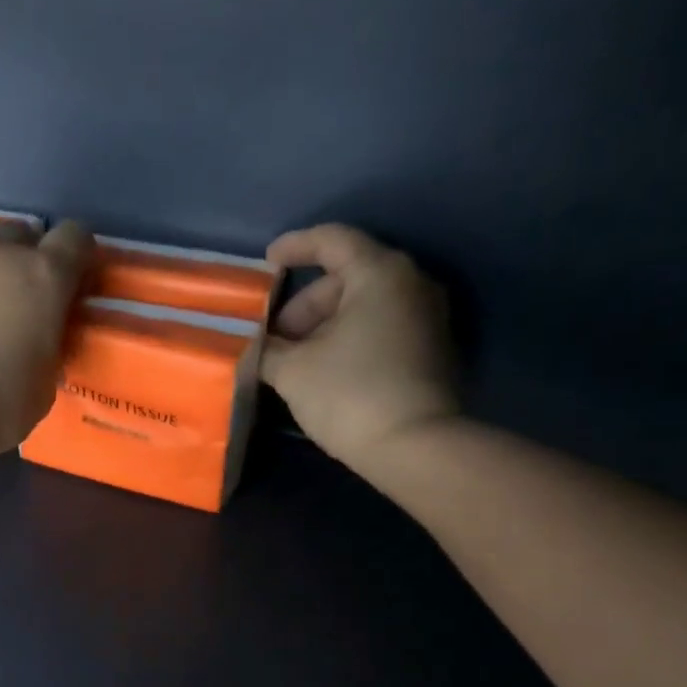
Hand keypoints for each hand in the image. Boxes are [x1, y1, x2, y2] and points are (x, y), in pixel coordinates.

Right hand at [263, 225, 459, 478]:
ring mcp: (426, 316)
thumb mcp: (292, 371)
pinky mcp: (429, 348)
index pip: (332, 240)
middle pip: (347, 277)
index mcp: (379, 274)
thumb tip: (257, 346)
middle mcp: (410, 283)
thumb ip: (267, 349)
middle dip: (305, 304)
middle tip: (274, 338)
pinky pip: (380, 327)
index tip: (266, 264)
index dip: (294, 247)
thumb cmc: (348, 395)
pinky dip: (348, 337)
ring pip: (363, 305)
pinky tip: (323, 369)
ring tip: (293, 359)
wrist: (413, 446)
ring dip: (324, 325)